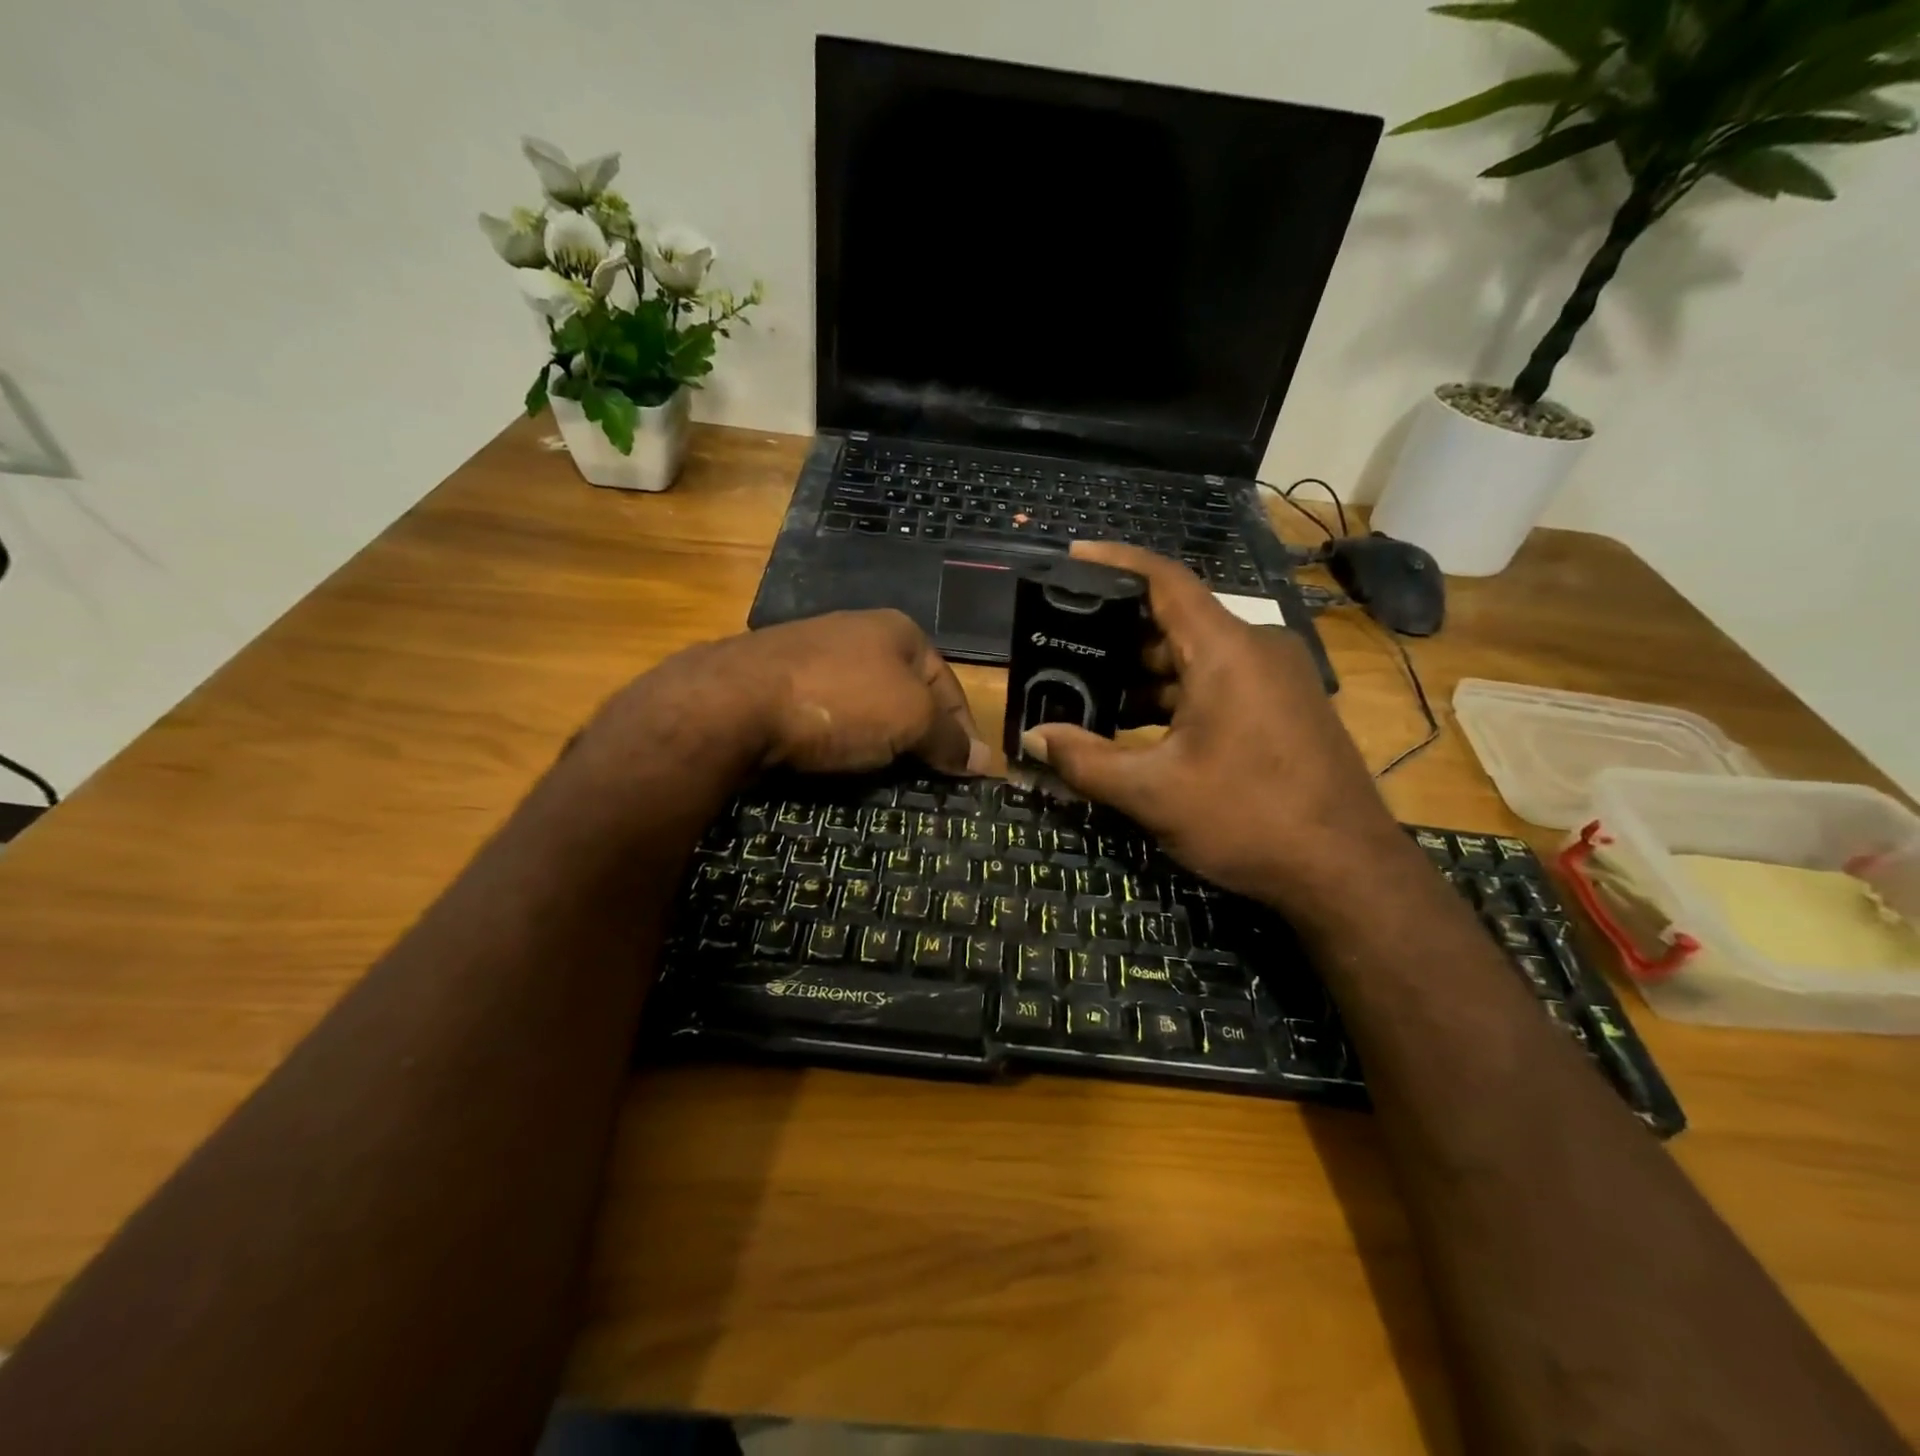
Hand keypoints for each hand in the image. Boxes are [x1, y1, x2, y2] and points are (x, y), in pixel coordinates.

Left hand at [593, 610, 990, 778]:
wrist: (732, 702)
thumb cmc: (839, 702)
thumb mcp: (911, 718)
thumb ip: (950, 737)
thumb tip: (984, 760)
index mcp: (897, 630)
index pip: (947, 683)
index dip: (963, 729)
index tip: (967, 774)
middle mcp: (856, 633)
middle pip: (905, 694)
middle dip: (918, 737)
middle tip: (928, 781)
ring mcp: (810, 655)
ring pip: (863, 707)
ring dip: (878, 742)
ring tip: (885, 782)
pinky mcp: (774, 683)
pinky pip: (825, 718)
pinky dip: (838, 743)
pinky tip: (836, 766)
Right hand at [1021, 543, 1404, 914]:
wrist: (1348, 872)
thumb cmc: (1248, 819)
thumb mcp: (1154, 793)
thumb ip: (1085, 761)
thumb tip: (1033, 737)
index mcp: (1225, 651)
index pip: (1165, 580)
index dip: (1115, 562)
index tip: (1072, 556)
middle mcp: (1256, 649)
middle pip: (1175, 620)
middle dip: (1117, 633)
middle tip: (1063, 645)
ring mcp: (1276, 678)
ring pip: (1196, 656)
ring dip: (1144, 673)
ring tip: (1089, 693)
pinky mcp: (1284, 707)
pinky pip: (1218, 682)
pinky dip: (1175, 695)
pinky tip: (1139, 726)